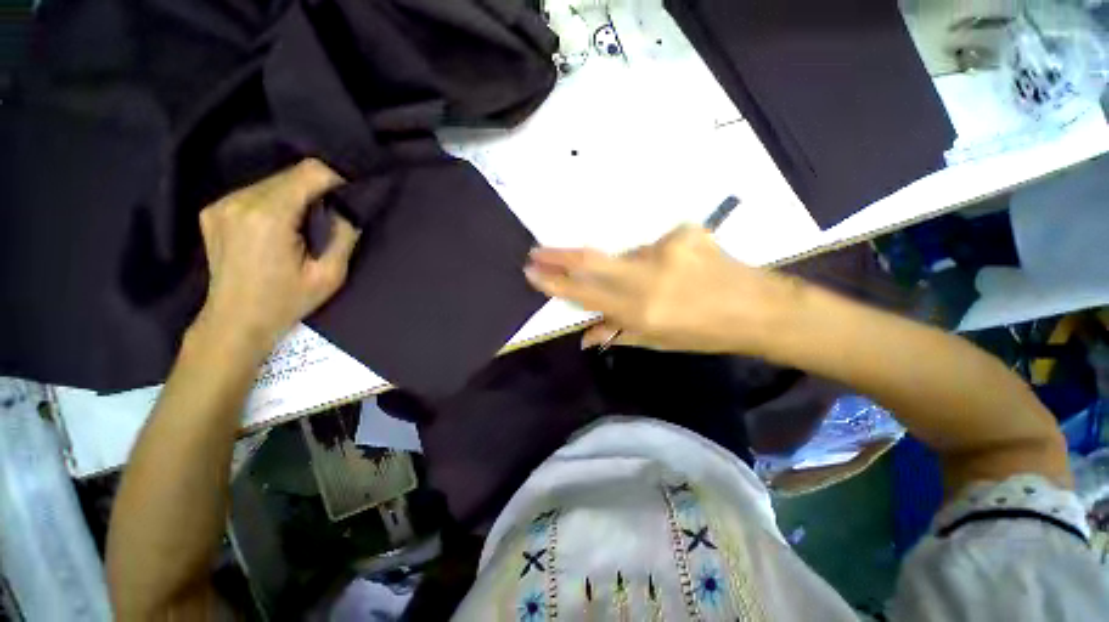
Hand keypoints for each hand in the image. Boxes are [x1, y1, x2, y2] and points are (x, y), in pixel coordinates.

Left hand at [194, 159, 359, 351]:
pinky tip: (258, 232)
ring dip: (283, 198)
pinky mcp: (212, 210)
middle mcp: (244, 200)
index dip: (332, 179)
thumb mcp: (325, 280)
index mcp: (271, 215)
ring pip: (268, 183)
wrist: (232, 327)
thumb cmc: (278, 308)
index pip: (311, 170)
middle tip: (311, 222)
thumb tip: (347, 207)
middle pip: (289, 174)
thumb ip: (345, 236)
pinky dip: (259, 206)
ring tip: (283, 230)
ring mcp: (224, 204)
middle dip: (306, 192)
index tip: (339, 199)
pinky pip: (248, 193)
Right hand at [524, 225, 794, 354]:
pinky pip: (658, 246)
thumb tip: (586, 332)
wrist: (754, 306)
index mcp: (641, 311)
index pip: (585, 293)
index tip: (532, 271)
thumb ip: (621, 331)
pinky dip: (661, 259)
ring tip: (662, 284)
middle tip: (538, 251)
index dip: (555, 282)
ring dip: (631, 268)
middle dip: (560, 256)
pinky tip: (685, 271)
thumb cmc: (708, 334)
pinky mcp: (683, 231)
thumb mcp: (662, 340)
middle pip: (592, 260)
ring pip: (630, 255)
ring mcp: (666, 249)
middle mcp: (648, 276)